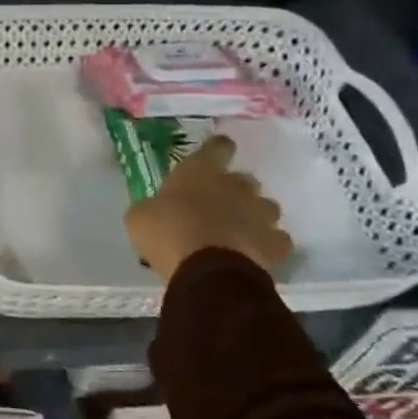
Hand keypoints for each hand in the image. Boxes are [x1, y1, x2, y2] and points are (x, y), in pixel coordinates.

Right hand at [124, 135, 293, 283]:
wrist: (206, 271)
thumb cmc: (167, 234)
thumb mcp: (140, 217)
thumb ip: (153, 208)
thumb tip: (155, 211)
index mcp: (199, 172)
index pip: (217, 147)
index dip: (217, 150)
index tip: (215, 156)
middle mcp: (235, 186)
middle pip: (245, 179)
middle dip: (235, 190)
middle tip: (219, 206)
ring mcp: (260, 214)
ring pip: (266, 207)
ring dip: (255, 215)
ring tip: (241, 232)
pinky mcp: (275, 244)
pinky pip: (277, 239)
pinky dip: (268, 245)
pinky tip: (256, 254)